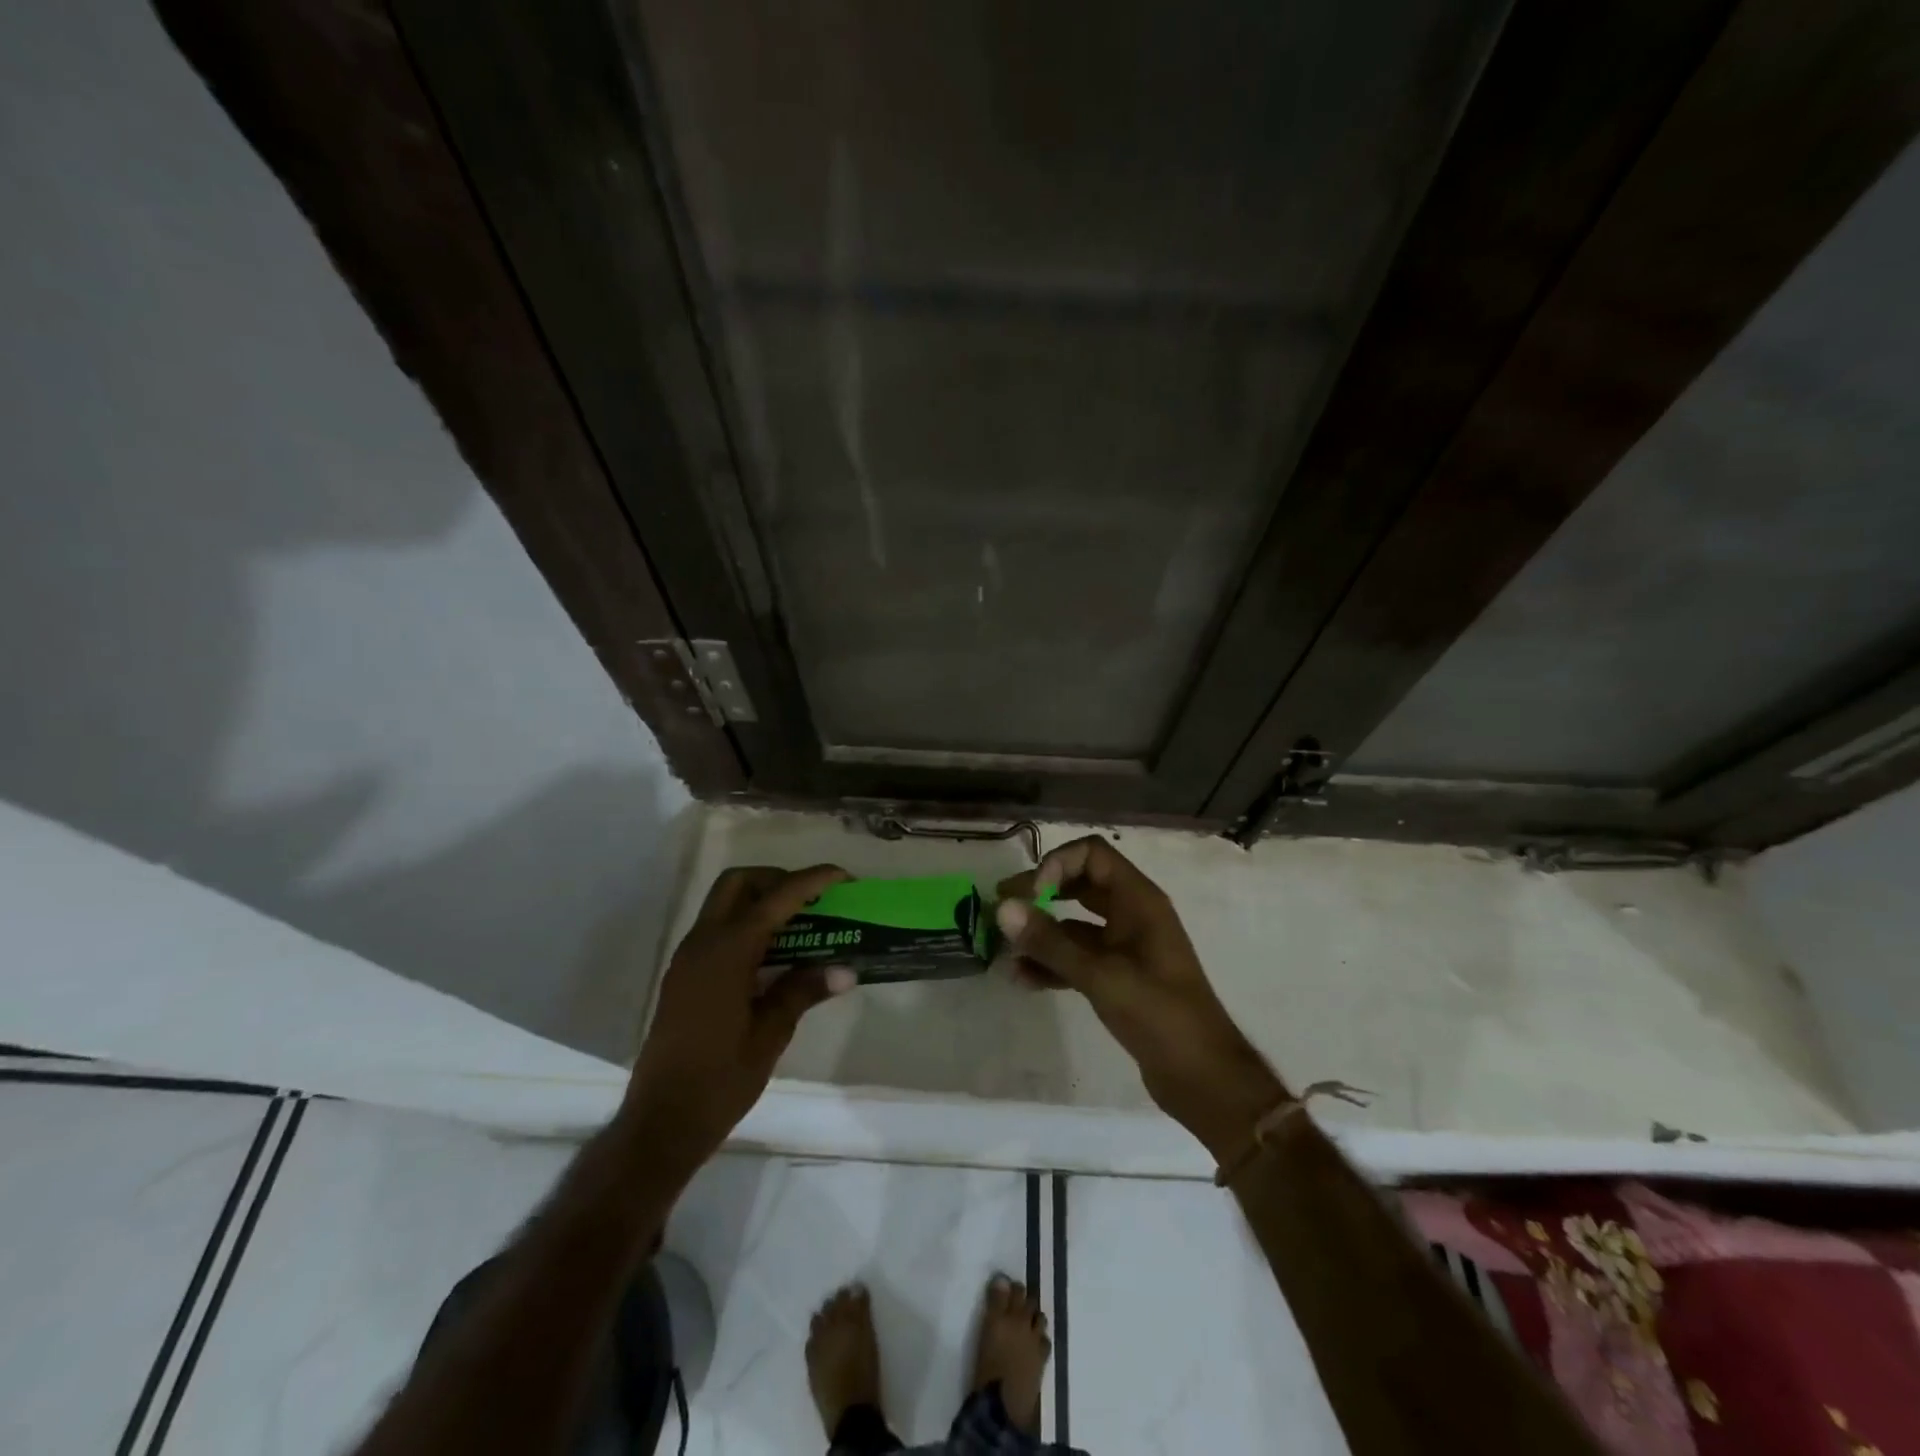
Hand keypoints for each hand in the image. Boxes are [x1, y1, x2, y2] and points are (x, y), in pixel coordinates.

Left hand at [624, 864, 856, 1164]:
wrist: (661, 1122)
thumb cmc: (720, 1080)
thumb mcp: (771, 1034)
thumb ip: (804, 991)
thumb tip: (846, 969)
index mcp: (727, 952)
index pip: (776, 899)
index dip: (811, 881)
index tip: (843, 877)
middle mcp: (703, 943)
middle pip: (739, 883)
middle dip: (778, 880)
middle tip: (814, 900)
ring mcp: (688, 958)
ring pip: (724, 903)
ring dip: (761, 901)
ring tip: (802, 924)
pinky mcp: (684, 976)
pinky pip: (717, 929)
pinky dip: (747, 924)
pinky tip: (774, 954)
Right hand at [996, 836, 1285, 1158]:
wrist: (1203, 1076)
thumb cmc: (1159, 1014)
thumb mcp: (1100, 975)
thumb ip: (1050, 942)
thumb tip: (1003, 908)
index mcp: (1138, 900)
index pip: (1091, 854)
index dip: (1057, 865)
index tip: (1033, 896)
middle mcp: (1132, 914)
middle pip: (1079, 883)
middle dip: (1040, 894)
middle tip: (1002, 909)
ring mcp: (1126, 946)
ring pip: (1076, 924)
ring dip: (1042, 933)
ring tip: (1005, 950)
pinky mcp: (1119, 976)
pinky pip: (1079, 956)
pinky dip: (1053, 962)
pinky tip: (1024, 978)